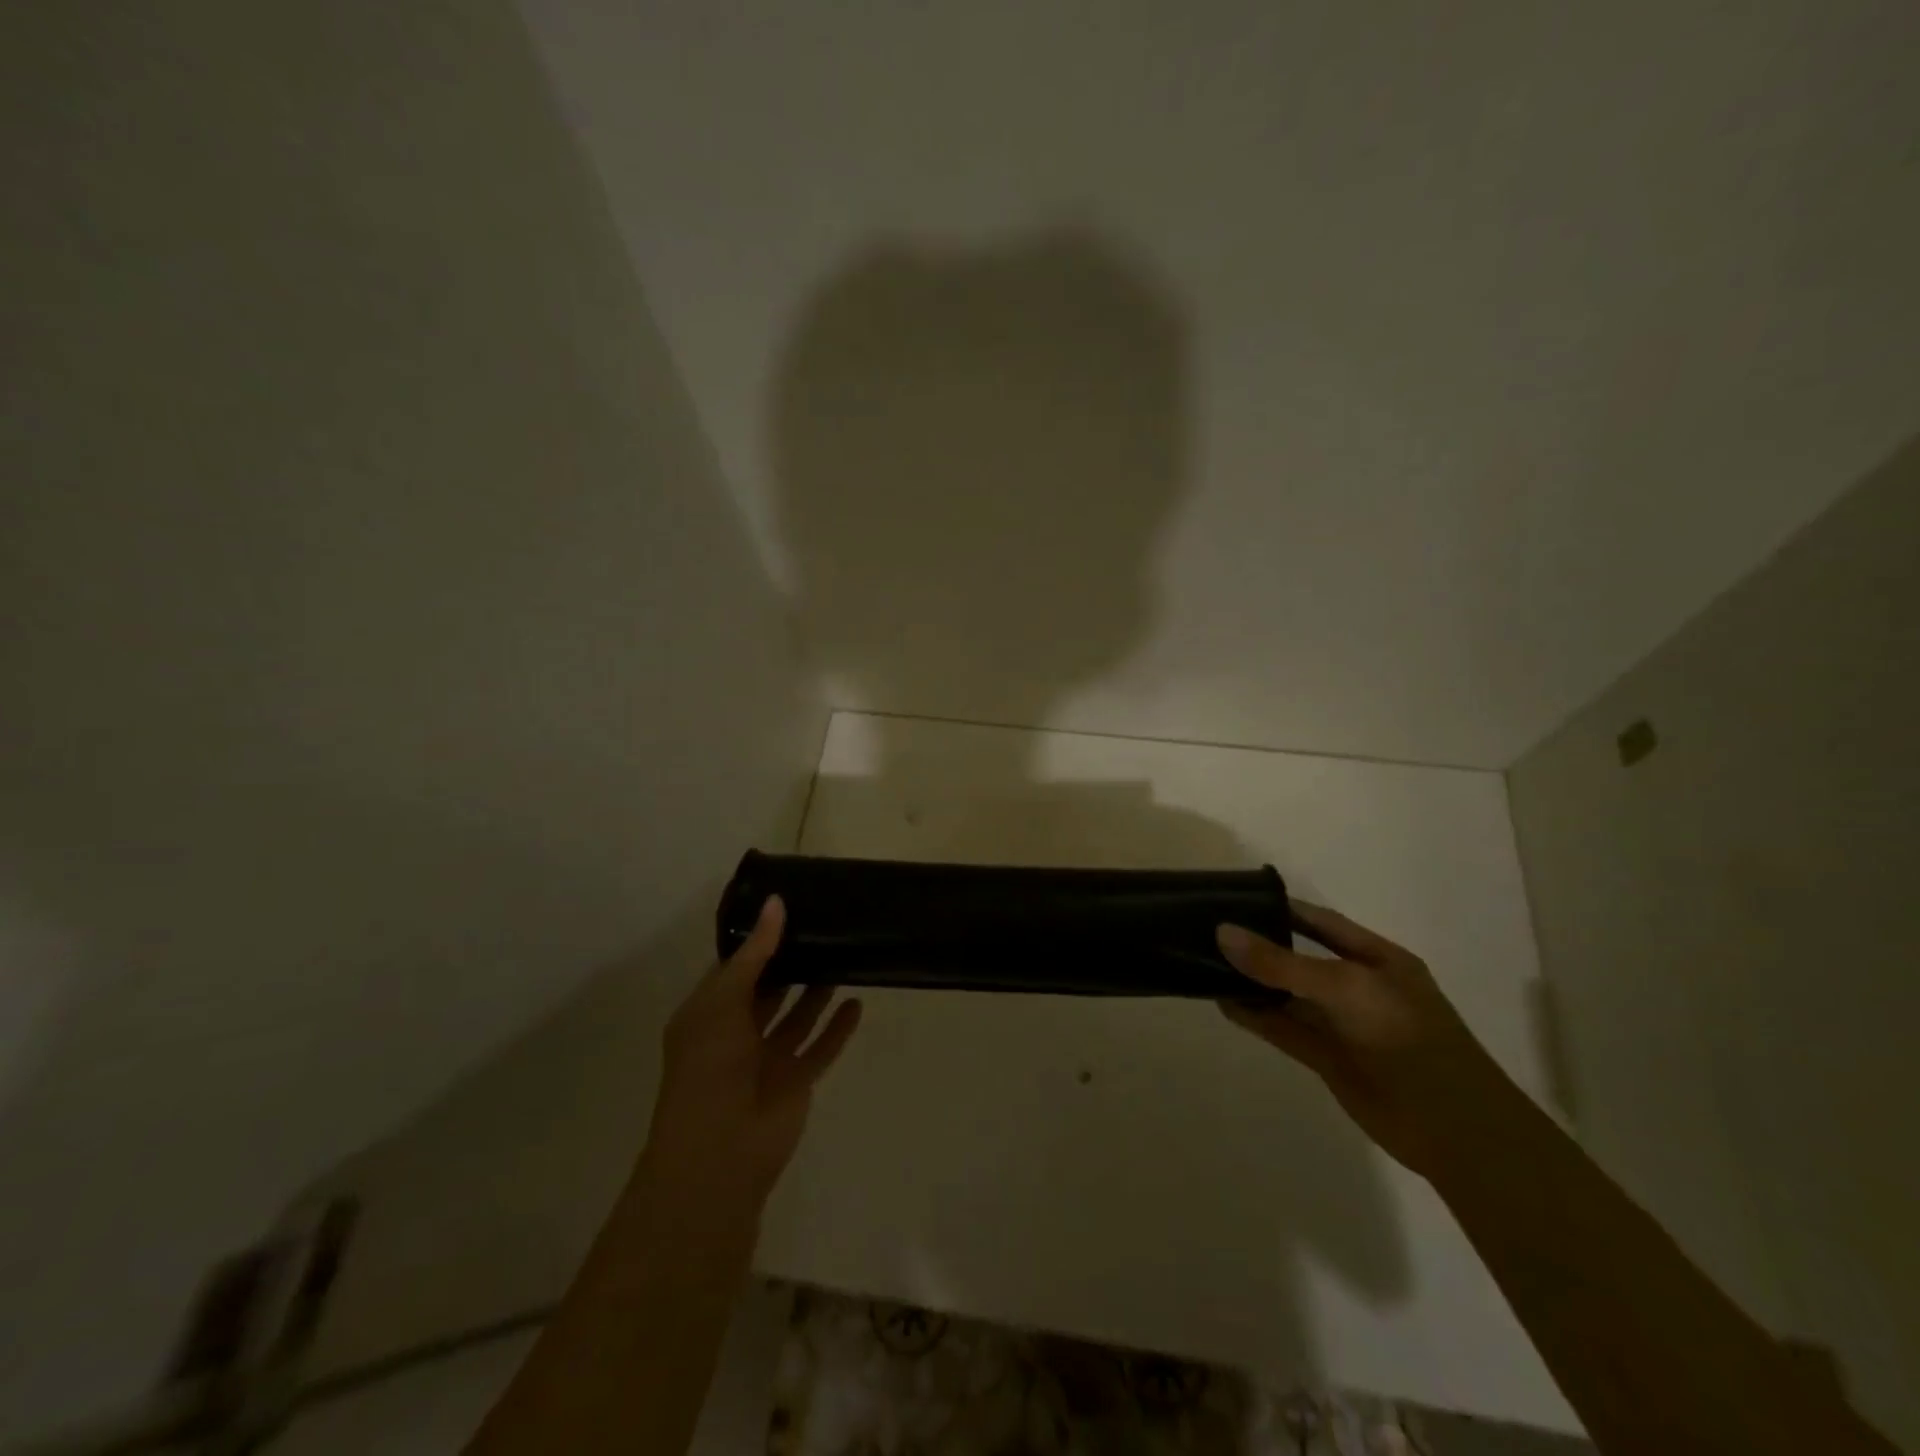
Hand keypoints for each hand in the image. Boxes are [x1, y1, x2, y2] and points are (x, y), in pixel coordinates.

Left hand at [639, 896, 862, 1215]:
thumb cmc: (709, 1068)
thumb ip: (755, 953)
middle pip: (768, 990)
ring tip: (842, 954)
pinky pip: (821, 1047)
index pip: (735, 968)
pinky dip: (838, 1028)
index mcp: (709, 1014)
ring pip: (797, 1016)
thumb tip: (777, 902)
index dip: (758, 941)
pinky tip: (858, 1002)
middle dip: (790, 962)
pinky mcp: (796, 1081)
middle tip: (822, 925)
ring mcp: (768, 1059)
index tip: (788, 908)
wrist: (720, 1153)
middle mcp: (737, 1033)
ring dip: (816, 991)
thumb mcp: (724, 1001)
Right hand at [1215, 901, 1516, 1180]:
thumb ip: (1282, 963)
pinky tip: (1224, 1004)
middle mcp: (1358, 986)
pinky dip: (1256, 1017)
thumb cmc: (1406, 1038)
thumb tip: (1224, 933)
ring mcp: (1342, 1025)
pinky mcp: (1328, 1059)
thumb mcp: (1344, 987)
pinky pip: (1285, 1029)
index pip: (1320, 922)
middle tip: (1208, 931)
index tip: (1235, 900)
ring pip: (1288, 995)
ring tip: (1205, 965)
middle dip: (1259, 945)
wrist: (1453, 1129)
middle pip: (1299, 957)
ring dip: (1252, 983)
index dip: (1281, 909)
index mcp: (1376, 959)